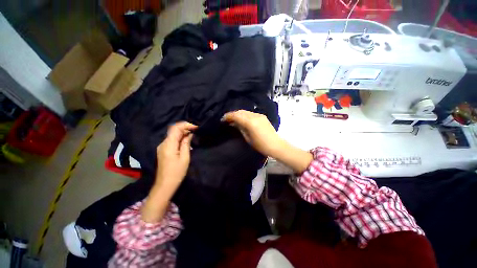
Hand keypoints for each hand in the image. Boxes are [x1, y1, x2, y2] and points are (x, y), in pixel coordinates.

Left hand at [155, 122, 197, 187]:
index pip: (176, 128)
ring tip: (193, 134)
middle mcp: (163, 143)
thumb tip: (189, 134)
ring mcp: (162, 147)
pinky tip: (186, 140)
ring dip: (183, 132)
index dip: (186, 125)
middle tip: (196, 130)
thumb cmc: (177, 172)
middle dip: (185, 128)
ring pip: (173, 134)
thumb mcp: (185, 158)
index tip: (196, 127)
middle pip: (174, 130)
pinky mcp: (163, 150)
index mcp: (168, 145)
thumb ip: (186, 144)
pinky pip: (172, 140)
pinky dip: (179, 138)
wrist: (165, 185)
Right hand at [222, 110, 283, 157]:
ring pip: (245, 111)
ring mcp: (259, 115)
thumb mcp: (248, 138)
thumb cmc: (260, 145)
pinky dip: (245, 115)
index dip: (228, 116)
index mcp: (250, 122)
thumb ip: (240, 128)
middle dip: (233, 114)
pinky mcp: (262, 116)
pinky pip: (251, 113)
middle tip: (227, 119)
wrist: (275, 145)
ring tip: (234, 119)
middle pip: (240, 111)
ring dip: (238, 114)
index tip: (222, 119)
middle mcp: (254, 116)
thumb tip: (233, 123)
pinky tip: (243, 119)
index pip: (236, 115)